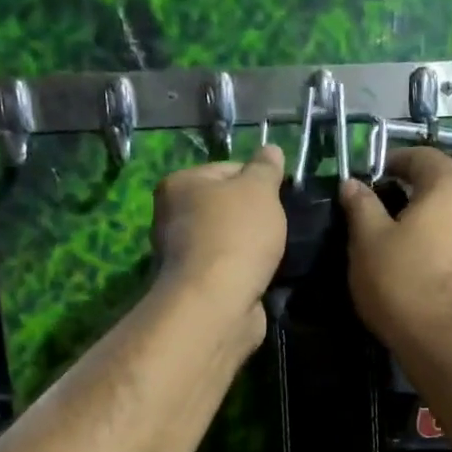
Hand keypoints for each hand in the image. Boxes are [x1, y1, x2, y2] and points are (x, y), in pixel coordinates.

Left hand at [151, 146, 287, 345]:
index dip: (258, 181)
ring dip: (252, 248)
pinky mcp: (197, 287)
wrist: (217, 302)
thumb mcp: (259, 189)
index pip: (227, 169)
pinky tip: (264, 277)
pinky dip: (246, 273)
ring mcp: (182, 256)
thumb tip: (272, 149)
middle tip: (280, 225)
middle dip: (254, 216)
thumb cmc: (236, 234)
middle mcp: (171, 217)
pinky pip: (229, 270)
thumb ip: (266, 168)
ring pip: (228, 241)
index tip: (280, 197)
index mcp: (179, 184)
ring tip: (276, 254)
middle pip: (225, 207)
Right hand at [340, 147, 451, 356]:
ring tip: (415, 248)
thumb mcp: (368, 242)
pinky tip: (437, 274)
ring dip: (441, 225)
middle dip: (420, 195)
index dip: (396, 161)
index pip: (423, 156)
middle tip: (390, 214)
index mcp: (451, 186)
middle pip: (448, 187)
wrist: (450, 343)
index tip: (376, 176)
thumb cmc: (403, 283)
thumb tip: (353, 183)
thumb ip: (361, 206)